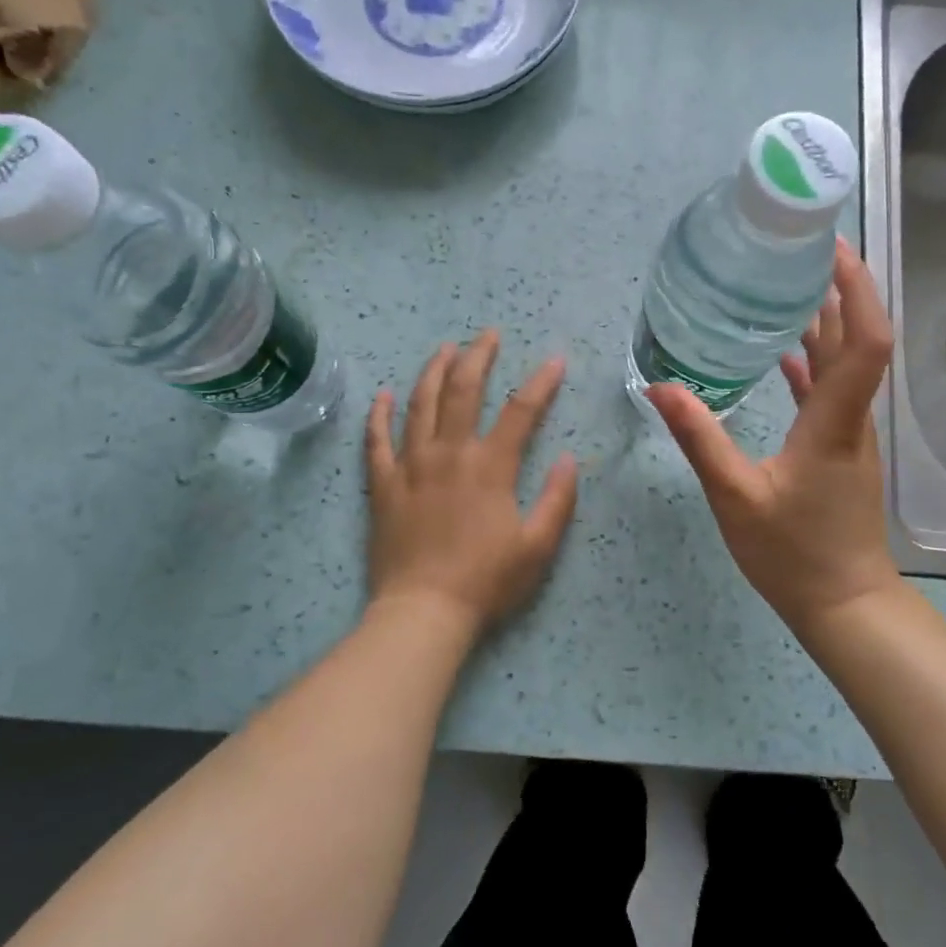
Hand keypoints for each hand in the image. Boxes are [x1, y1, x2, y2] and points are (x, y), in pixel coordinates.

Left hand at [366, 332, 578, 636]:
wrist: (424, 611)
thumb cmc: (487, 581)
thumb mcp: (538, 546)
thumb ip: (558, 499)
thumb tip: (569, 458)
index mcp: (490, 467)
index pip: (521, 411)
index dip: (541, 382)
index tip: (555, 360)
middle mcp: (449, 453)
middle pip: (463, 390)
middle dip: (478, 356)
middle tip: (488, 335)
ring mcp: (411, 465)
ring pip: (420, 404)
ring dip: (433, 371)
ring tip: (445, 349)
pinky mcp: (383, 485)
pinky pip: (376, 440)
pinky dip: (378, 414)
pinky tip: (382, 394)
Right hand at [648, 240, 898, 635]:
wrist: (844, 602)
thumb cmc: (793, 553)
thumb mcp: (735, 496)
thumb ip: (700, 439)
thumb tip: (659, 388)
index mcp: (834, 421)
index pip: (865, 340)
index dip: (856, 288)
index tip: (831, 249)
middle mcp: (851, 417)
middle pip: (858, 338)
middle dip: (839, 287)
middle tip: (799, 250)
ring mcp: (849, 432)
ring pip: (844, 362)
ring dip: (826, 320)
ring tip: (787, 285)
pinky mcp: (838, 447)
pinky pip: (829, 389)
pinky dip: (811, 361)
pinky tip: (780, 352)